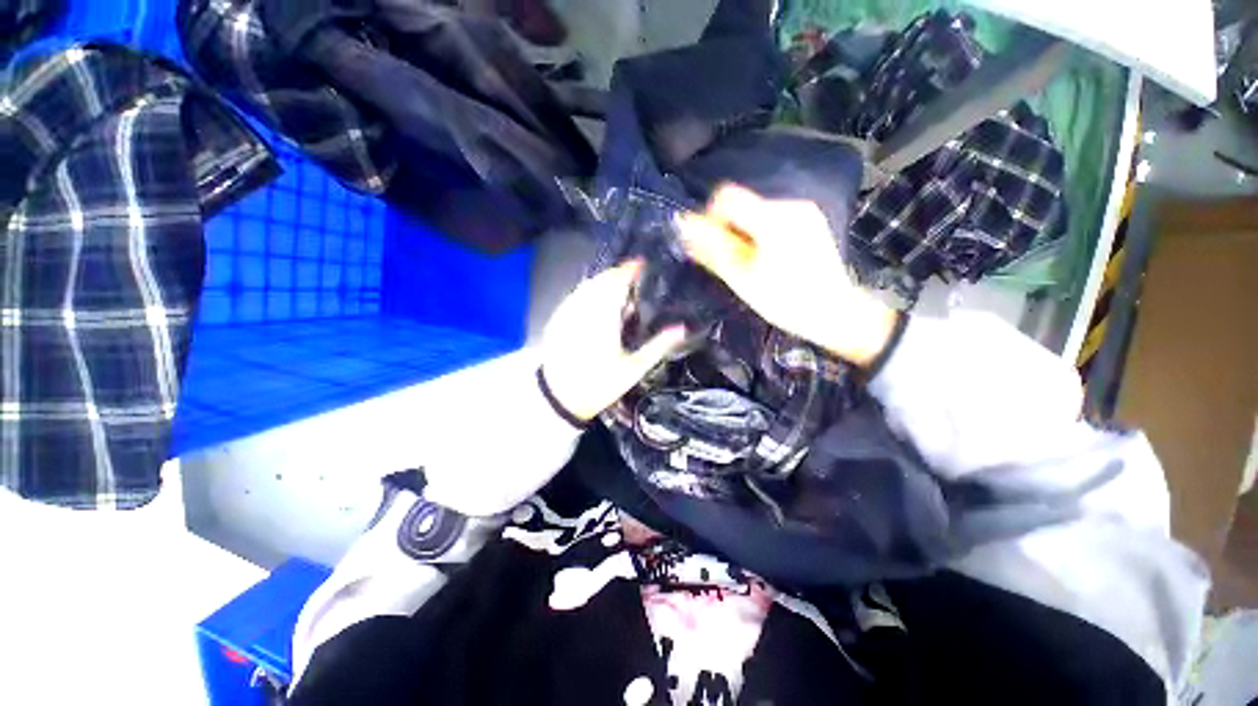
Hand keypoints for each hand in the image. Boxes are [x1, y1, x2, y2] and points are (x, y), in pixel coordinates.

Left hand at [540, 261, 687, 420]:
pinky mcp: (557, 319)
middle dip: (616, 273)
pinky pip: (574, 295)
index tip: (641, 264)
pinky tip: (595, 299)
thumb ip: (658, 346)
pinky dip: (587, 290)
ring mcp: (567, 313)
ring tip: (616, 285)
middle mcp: (584, 309)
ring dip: (602, 280)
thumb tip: (681, 328)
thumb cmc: (599, 384)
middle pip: (600, 280)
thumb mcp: (633, 369)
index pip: (617, 283)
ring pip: (586, 285)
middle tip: (632, 275)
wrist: (558, 398)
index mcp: (604, 318)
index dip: (629, 269)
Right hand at [678, 184, 898, 366]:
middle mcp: (790, 205)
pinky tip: (768, 260)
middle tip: (729, 261)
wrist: (835, 313)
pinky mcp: (811, 220)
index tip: (709, 244)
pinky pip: (773, 218)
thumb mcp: (742, 278)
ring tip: (749, 265)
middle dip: (728, 230)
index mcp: (771, 218)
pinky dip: (760, 234)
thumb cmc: (785, 301)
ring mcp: (804, 211)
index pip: (726, 196)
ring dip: (743, 233)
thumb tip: (684, 226)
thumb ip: (711, 249)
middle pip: (742, 205)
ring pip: (757, 212)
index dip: (709, 217)